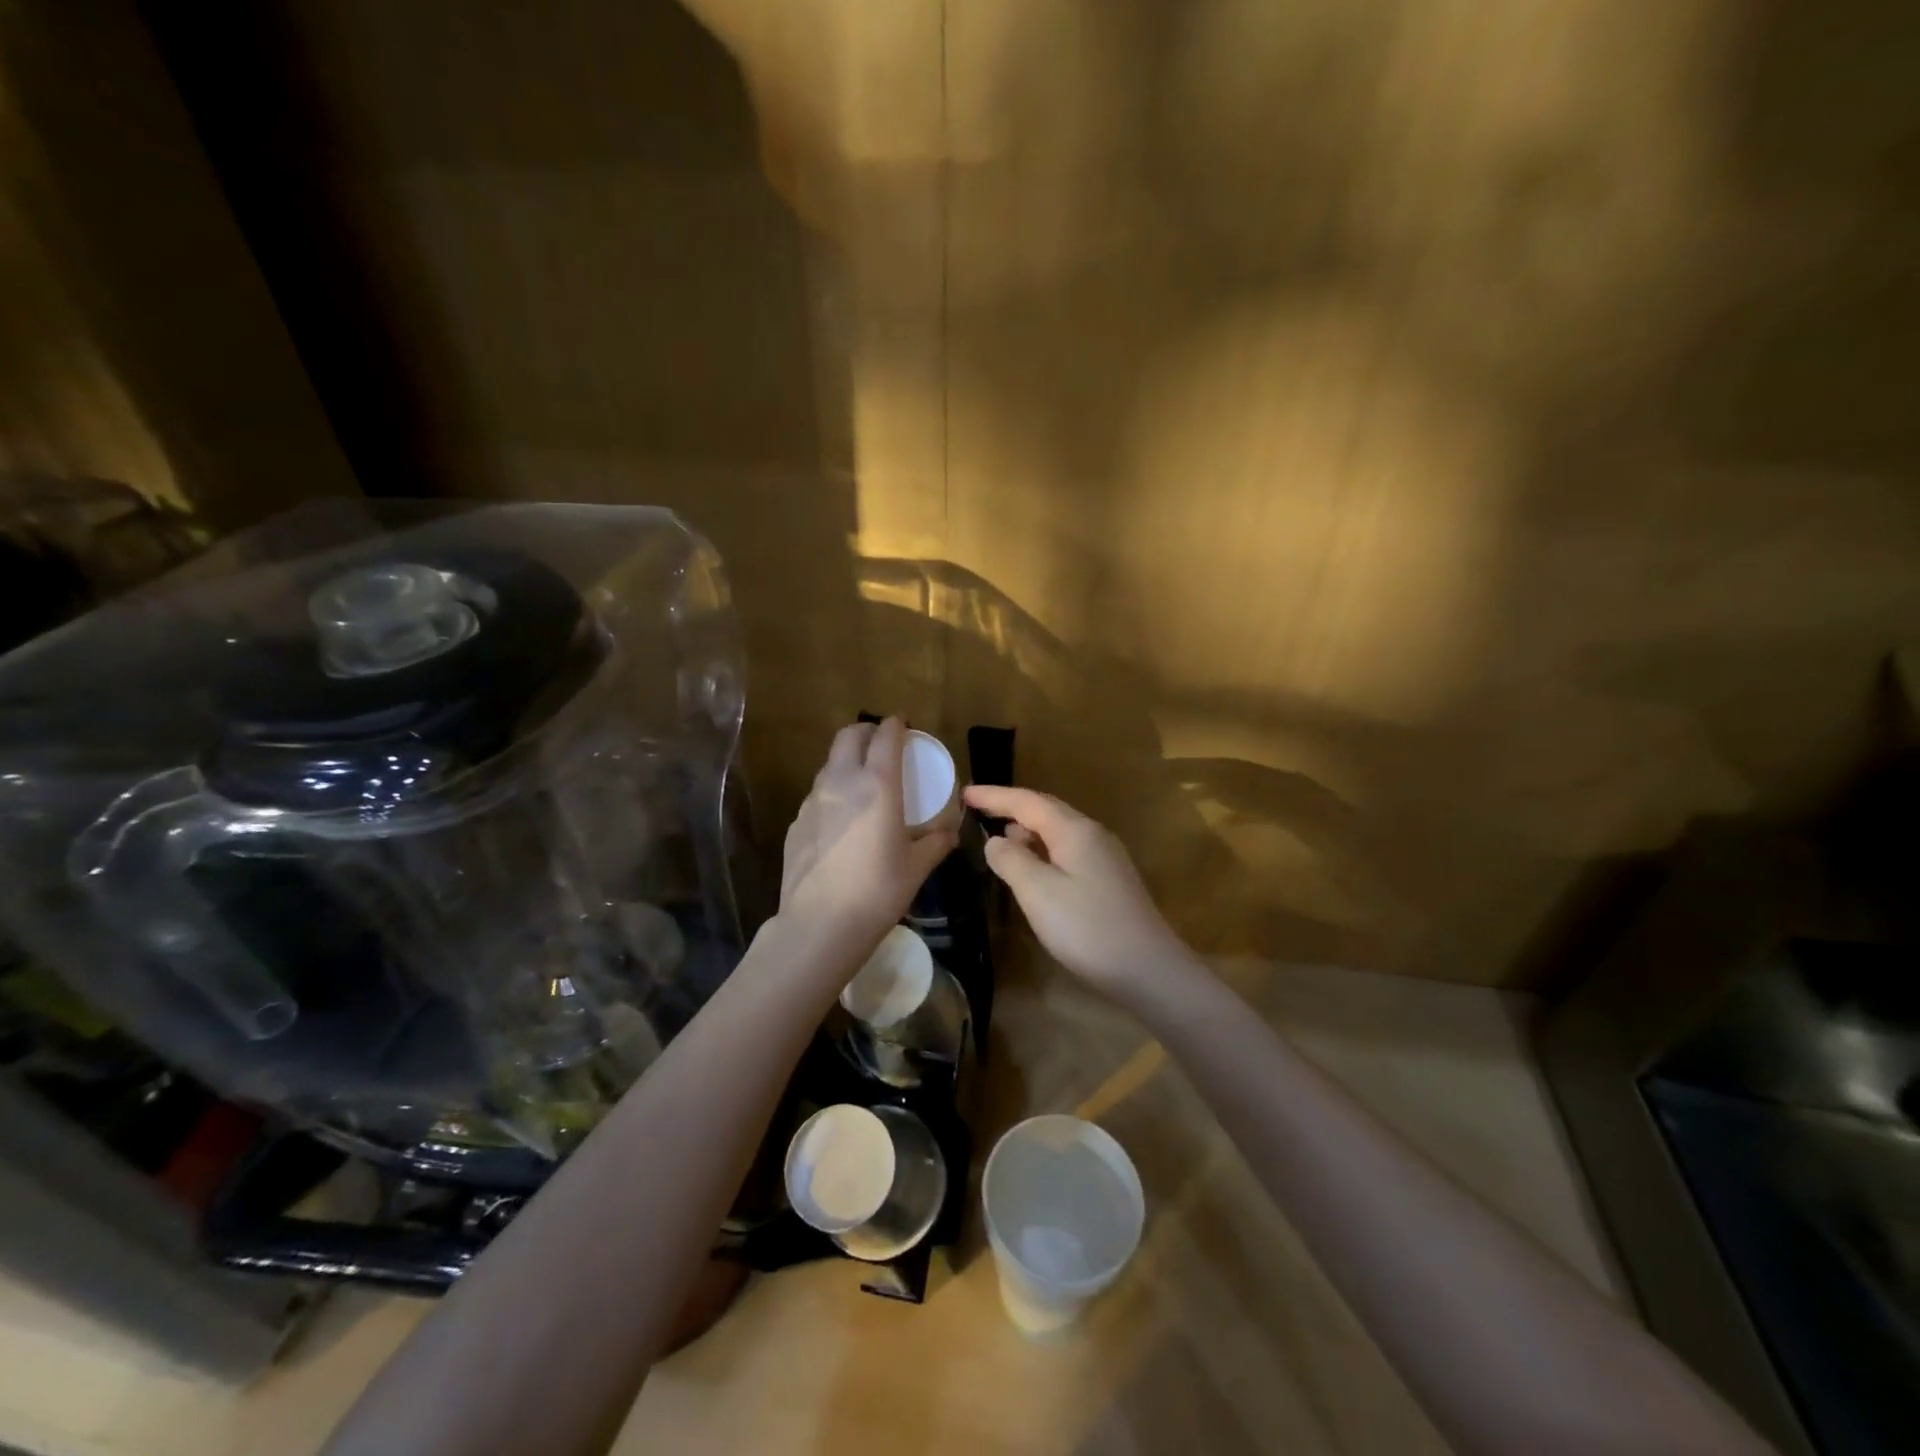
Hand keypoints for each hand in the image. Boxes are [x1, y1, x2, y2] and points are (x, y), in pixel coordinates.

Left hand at [778, 719, 957, 961]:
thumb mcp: (916, 867)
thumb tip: (950, 833)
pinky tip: (841, 820)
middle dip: (865, 731)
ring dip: (847, 760)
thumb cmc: (878, 891)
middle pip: (848, 737)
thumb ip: (935, 843)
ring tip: (862, 781)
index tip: (902, 725)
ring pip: (829, 764)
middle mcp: (842, 782)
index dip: (895, 726)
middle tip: (880, 742)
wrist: (820, 924)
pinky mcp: (796, 822)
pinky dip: (832, 792)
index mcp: (878, 785)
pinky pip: (817, 795)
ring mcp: (813, 801)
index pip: (885, 738)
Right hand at [962, 785, 1194, 998]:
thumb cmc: (1087, 928)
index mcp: (1074, 830)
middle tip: (977, 809)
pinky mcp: (1109, 880)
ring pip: (1058, 831)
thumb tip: (996, 840)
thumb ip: (1011, 860)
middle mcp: (1092, 834)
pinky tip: (1032, 868)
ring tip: (999, 837)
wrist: (1148, 969)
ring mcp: (1105, 857)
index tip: (963, 792)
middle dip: (1010, 807)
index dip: (994, 795)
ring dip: (1027, 829)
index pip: (1026, 801)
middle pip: (1045, 810)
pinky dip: (1042, 850)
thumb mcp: (1038, 892)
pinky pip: (1067, 851)